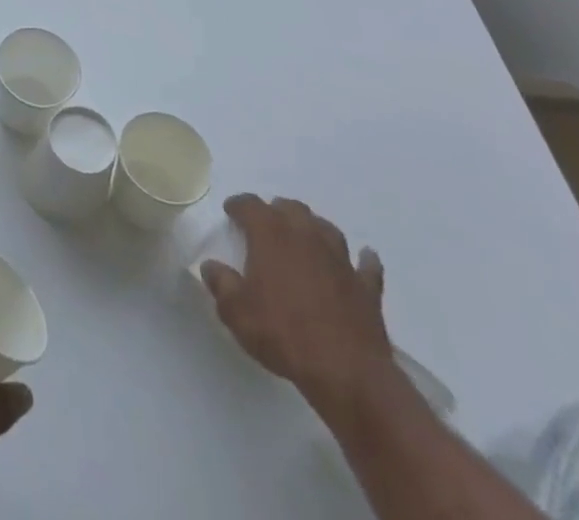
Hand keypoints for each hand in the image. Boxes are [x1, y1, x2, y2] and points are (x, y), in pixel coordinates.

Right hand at [200, 195, 398, 421]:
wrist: (346, 373)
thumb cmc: (283, 334)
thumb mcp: (236, 312)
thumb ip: (221, 283)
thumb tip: (211, 266)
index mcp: (270, 234)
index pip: (250, 205)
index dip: (238, 205)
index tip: (231, 212)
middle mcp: (305, 235)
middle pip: (291, 208)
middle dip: (276, 212)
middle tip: (266, 228)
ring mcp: (340, 259)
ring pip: (326, 228)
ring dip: (313, 229)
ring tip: (305, 239)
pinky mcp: (366, 287)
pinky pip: (366, 265)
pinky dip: (362, 260)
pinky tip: (362, 259)